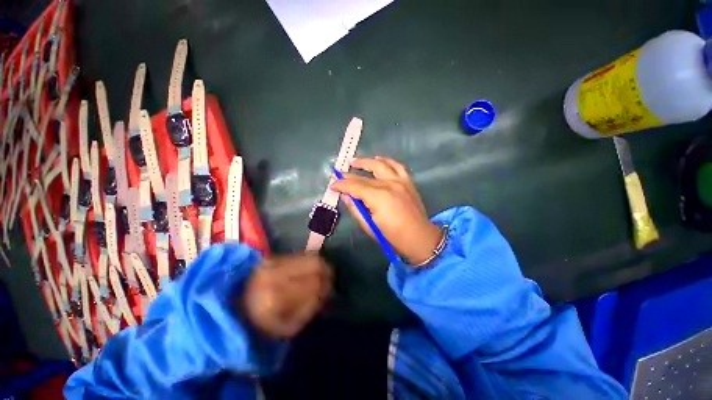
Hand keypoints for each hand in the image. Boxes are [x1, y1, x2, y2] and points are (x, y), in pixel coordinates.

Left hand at [243, 253, 331, 337]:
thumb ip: (311, 307)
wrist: (231, 308)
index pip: (315, 282)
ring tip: (322, 273)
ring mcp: (273, 262)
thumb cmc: (261, 324)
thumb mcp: (289, 327)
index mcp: (278, 297)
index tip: (331, 289)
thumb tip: (326, 290)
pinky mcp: (271, 256)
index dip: (328, 284)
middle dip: (327, 270)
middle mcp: (275, 274)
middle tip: (330, 278)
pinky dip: (309, 261)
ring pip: (309, 255)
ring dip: (320, 264)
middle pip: (315, 263)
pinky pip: (300, 254)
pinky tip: (309, 269)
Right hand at [330, 157, 442, 264]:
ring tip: (355, 161)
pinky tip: (378, 159)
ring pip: (381, 165)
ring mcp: (400, 181)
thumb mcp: (369, 225)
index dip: (341, 185)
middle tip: (339, 174)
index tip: (332, 185)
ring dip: (366, 161)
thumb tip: (345, 196)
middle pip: (365, 177)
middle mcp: (389, 184)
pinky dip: (386, 161)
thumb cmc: (392, 236)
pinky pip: (397, 166)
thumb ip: (355, 209)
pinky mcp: (408, 181)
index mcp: (378, 197)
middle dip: (349, 175)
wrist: (419, 237)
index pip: (354, 186)